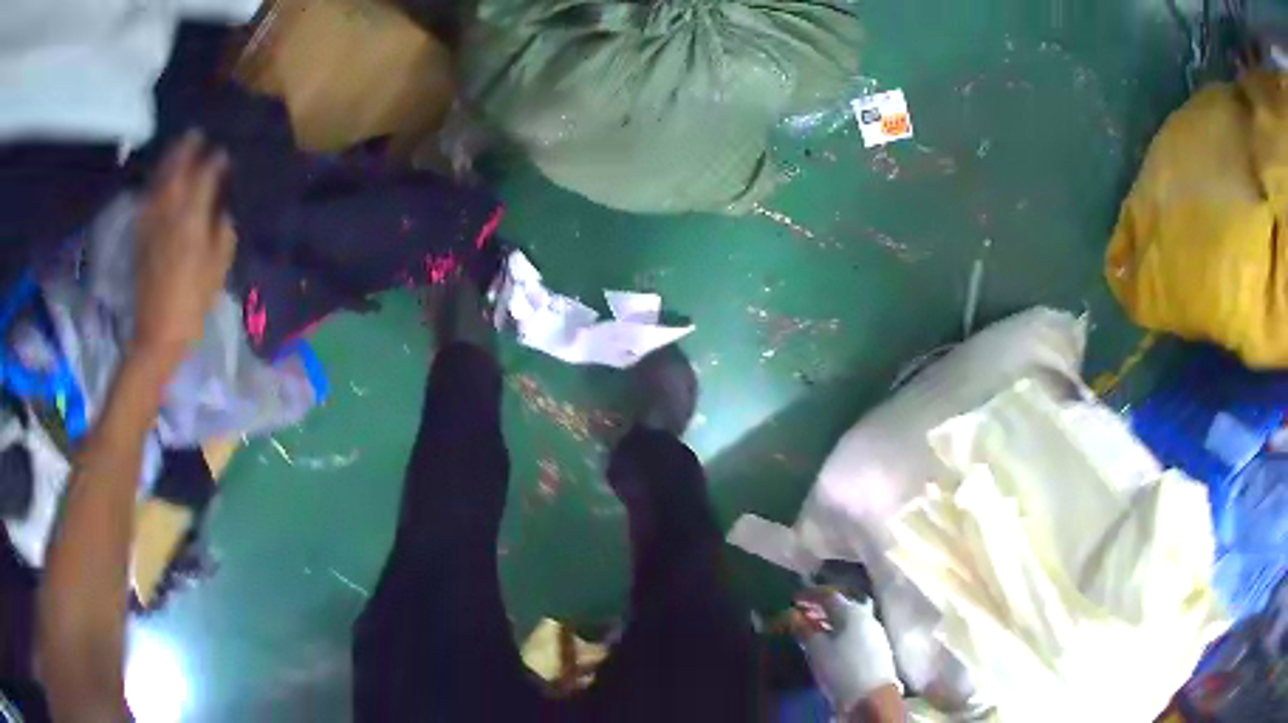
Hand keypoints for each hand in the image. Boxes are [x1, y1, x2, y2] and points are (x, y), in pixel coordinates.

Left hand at [132, 132, 236, 367]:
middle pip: (177, 166)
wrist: (156, 332)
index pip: (205, 173)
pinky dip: (155, 181)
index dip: (216, 160)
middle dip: (188, 147)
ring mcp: (151, 219)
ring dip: (170, 158)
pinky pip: (148, 195)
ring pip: (160, 177)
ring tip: (179, 147)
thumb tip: (222, 205)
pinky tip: (160, 178)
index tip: (225, 154)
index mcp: (191, 217)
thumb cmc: (192, 303)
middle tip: (198, 135)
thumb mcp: (218, 268)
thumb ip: (222, 230)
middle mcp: (169, 209)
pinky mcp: (140, 232)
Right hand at [792, 589, 901, 715]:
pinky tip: (830, 640)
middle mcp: (866, 616)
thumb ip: (804, 630)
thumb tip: (792, 615)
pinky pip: (854, 630)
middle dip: (820, 607)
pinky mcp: (877, 646)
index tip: (793, 599)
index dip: (810, 595)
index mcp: (851, 612)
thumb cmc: (841, 669)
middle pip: (840, 605)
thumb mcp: (816, 650)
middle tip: (801, 612)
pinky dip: (839, 630)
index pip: (828, 595)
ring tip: (813, 628)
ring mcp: (874, 631)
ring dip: (830, 620)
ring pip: (848, 618)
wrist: (872, 695)